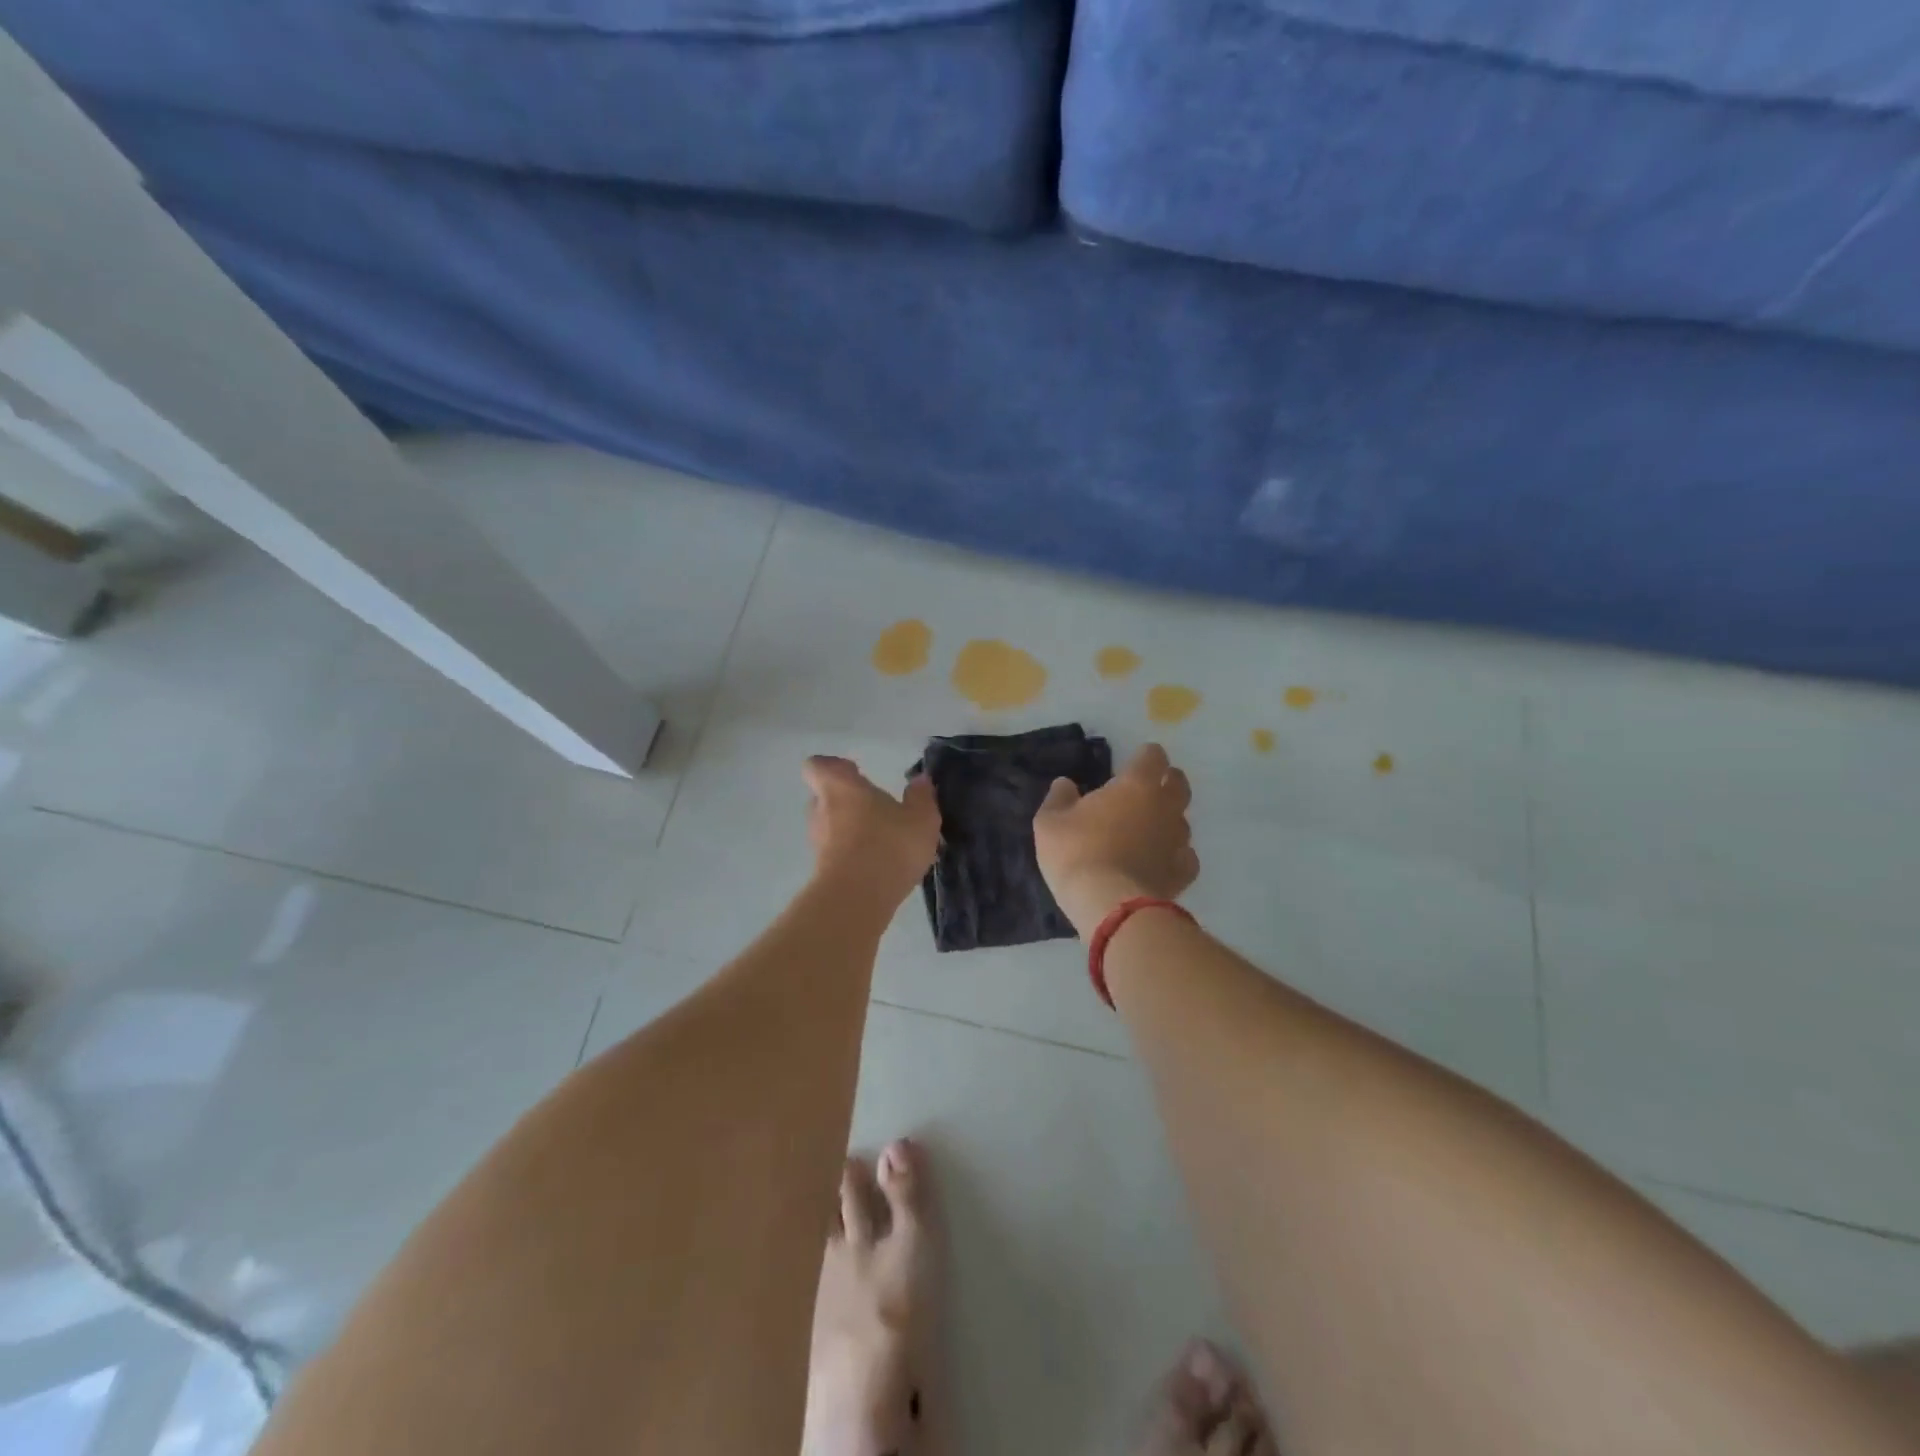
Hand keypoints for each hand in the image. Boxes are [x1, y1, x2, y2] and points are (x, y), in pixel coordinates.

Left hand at [803, 756, 940, 906]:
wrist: (858, 899)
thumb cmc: (889, 845)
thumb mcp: (921, 818)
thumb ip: (921, 797)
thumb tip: (920, 780)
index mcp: (840, 787)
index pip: (818, 766)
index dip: (833, 767)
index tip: (855, 772)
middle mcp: (821, 810)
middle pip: (824, 797)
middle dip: (846, 801)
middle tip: (874, 809)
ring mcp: (817, 843)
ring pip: (829, 827)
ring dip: (849, 831)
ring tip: (881, 841)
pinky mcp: (821, 872)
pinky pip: (835, 854)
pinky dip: (851, 856)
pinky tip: (878, 866)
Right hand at [1033, 742, 1197, 935]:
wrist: (1110, 906)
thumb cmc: (1077, 854)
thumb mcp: (1050, 823)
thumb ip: (1059, 798)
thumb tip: (1065, 783)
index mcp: (1136, 785)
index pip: (1153, 756)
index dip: (1145, 756)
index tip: (1134, 760)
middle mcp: (1164, 807)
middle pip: (1178, 783)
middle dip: (1167, 780)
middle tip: (1150, 787)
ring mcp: (1178, 841)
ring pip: (1183, 820)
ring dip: (1170, 818)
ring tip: (1150, 827)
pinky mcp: (1182, 873)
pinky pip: (1185, 855)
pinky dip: (1175, 854)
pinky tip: (1161, 860)